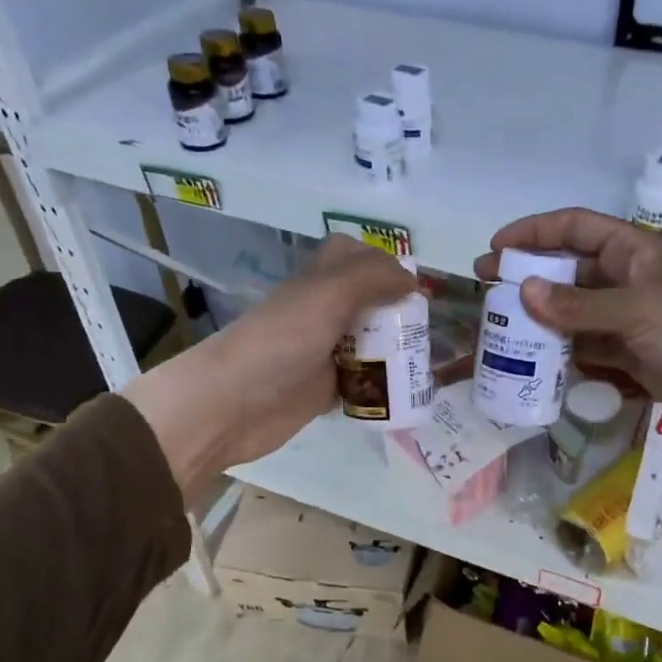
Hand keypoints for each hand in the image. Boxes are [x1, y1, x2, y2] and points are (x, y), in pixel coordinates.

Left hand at [125, 236, 415, 496]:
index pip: (352, 256)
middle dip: (398, 312)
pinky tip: (406, 394)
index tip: (414, 285)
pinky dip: (381, 386)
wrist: (232, 405)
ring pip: (367, 343)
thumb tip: (412, 280)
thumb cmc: (279, 343)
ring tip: (427, 363)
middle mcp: (321, 313)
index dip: (382, 263)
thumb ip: (371, 279)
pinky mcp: (323, 390)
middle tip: (428, 331)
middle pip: (366, 302)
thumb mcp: (327, 296)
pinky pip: (361, 382)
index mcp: (318, 282)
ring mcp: (321, 353)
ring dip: (395, 351)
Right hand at [473, 209, 661, 485]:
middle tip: (487, 296)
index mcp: (635, 251)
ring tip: (500, 335)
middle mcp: (628, 281)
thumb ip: (578, 304)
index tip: (496, 248)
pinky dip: (562, 357)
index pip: (576, 228)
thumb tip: (523, 291)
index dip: (534, 232)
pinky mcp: (632, 357)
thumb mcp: (637, 310)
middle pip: (569, 273)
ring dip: (541, 323)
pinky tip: (533, 367)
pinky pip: (587, 351)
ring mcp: (630, 322)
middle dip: (529, 281)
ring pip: (574, 316)